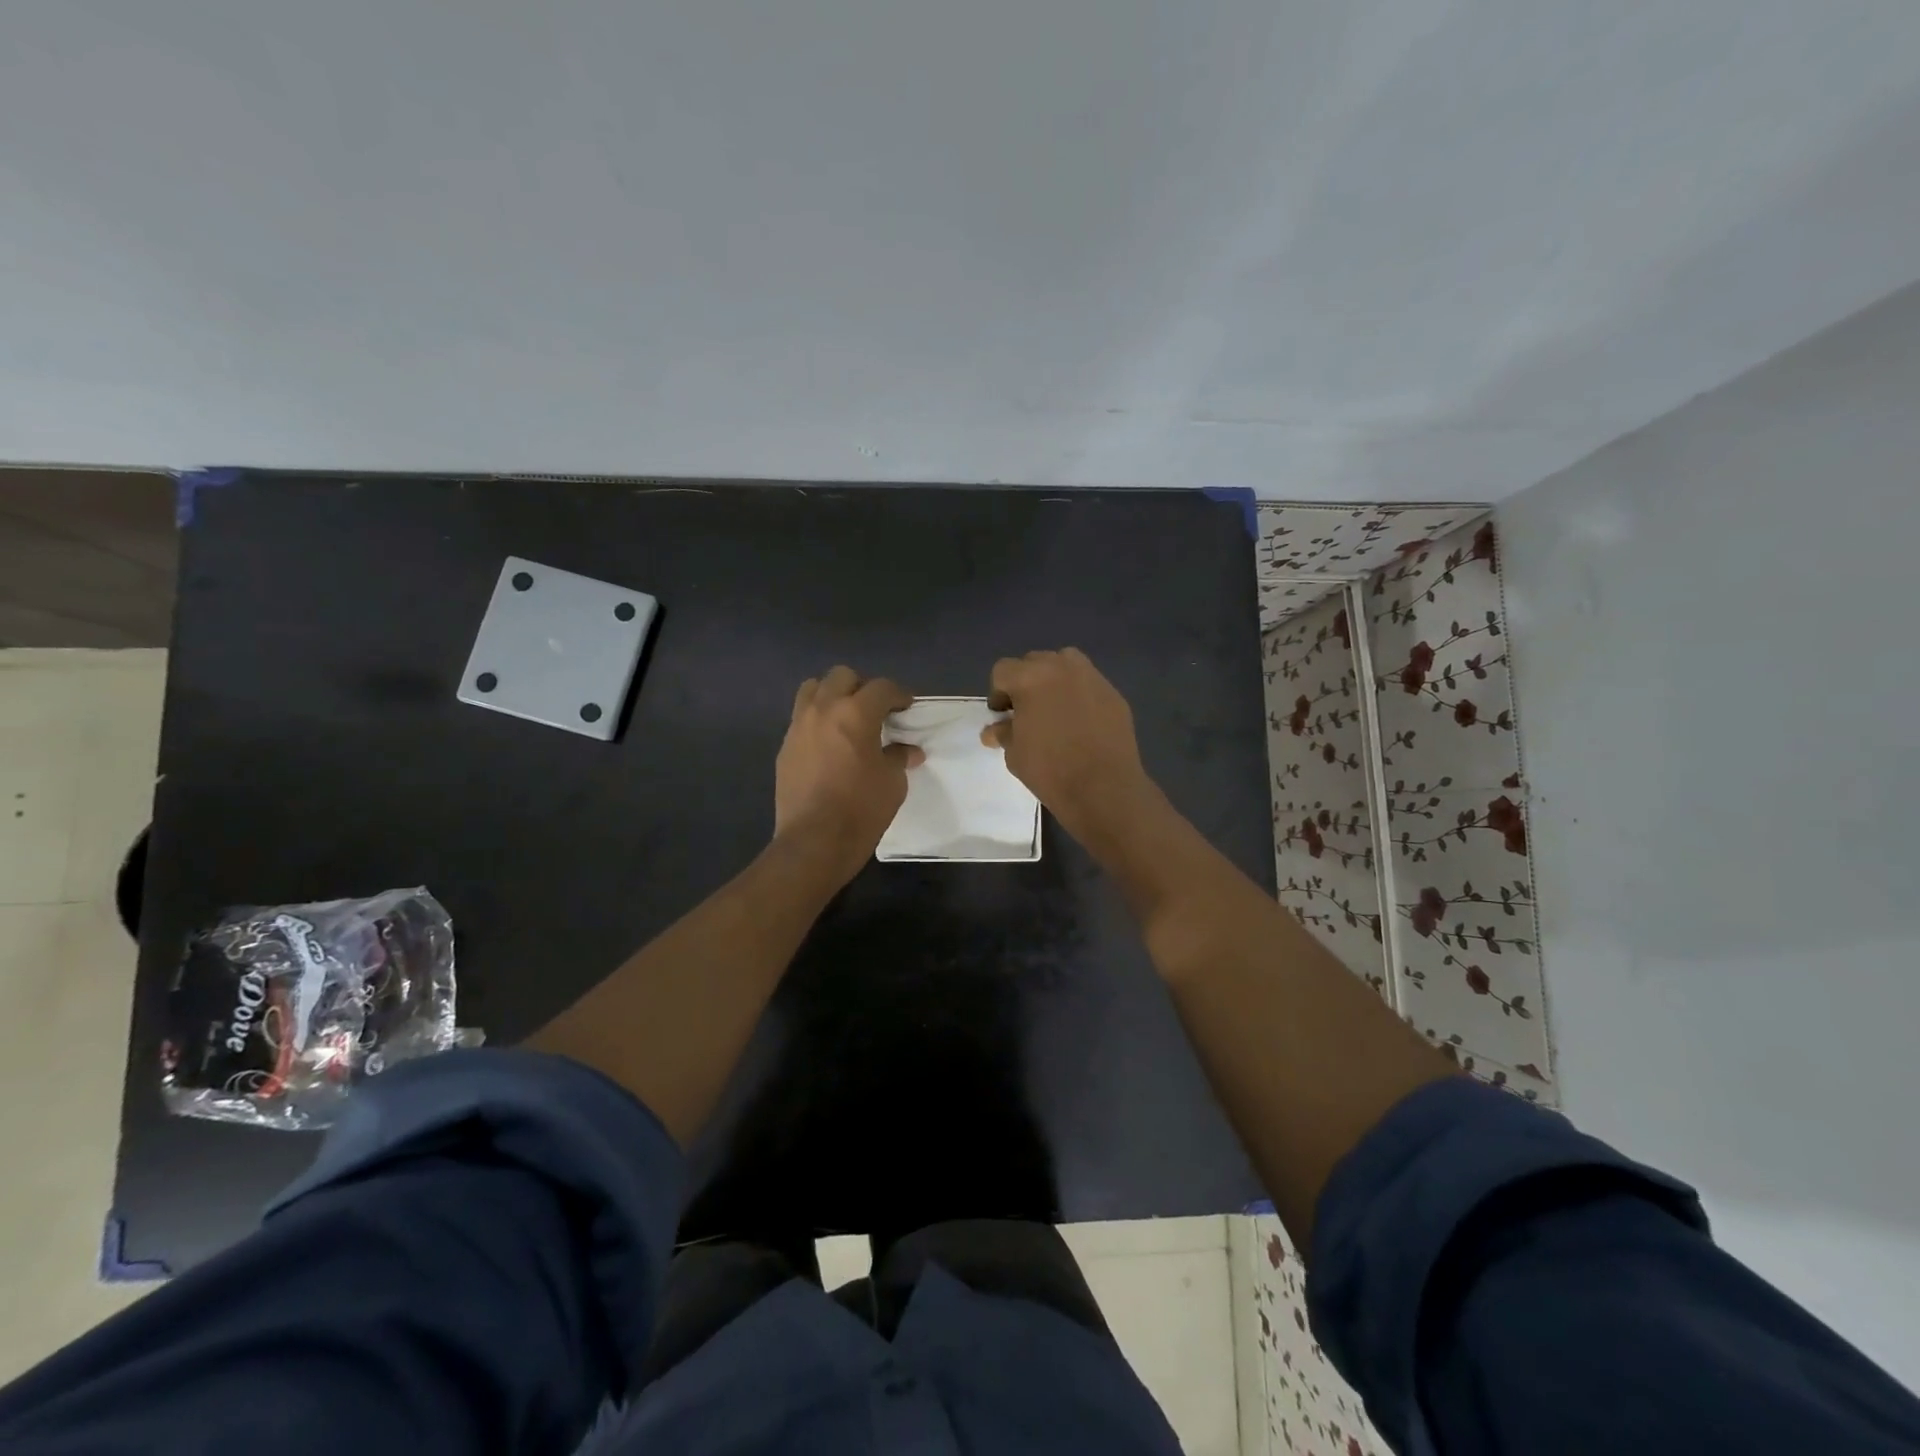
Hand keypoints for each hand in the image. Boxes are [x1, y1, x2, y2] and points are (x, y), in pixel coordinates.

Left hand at [774, 666, 922, 882]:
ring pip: (813, 689)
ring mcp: (799, 726)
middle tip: (875, 710)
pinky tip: (828, 745)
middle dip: (862, 687)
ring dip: (832, 695)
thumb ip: (899, 757)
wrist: (814, 841)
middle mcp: (823, 709)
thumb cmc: (861, 809)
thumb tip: (907, 750)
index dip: (899, 694)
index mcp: (856, 713)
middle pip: (842, 676)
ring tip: (845, 718)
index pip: (882, 687)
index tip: (906, 707)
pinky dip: (817, 720)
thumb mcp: (893, 782)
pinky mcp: (785, 746)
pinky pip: (801, 718)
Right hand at [982, 648, 1162, 853]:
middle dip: (1026, 683)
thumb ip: (1004, 733)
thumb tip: (995, 730)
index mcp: (1030, 678)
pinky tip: (1082, 723)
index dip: (998, 693)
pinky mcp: (1114, 693)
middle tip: (1028, 712)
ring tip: (1055, 710)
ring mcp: (1092, 677)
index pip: (1003, 670)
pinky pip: (1089, 684)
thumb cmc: (1050, 770)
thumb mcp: (1015, 754)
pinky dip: (1080, 695)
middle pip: (1034, 662)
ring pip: (1065, 664)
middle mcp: (1061, 667)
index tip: (1004, 716)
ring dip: (1055, 680)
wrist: (1103, 788)